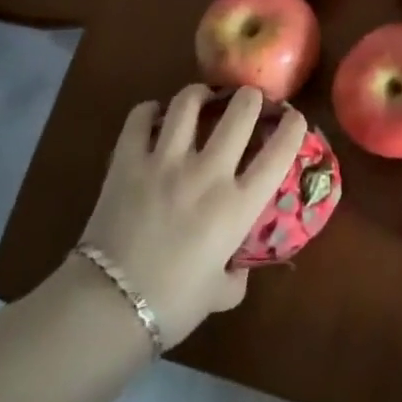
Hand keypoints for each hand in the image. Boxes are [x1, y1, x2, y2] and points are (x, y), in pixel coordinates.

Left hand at [76, 84, 307, 348]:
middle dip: (251, 97)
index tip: (294, 118)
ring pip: (189, 102)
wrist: (107, 307)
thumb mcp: (221, 294)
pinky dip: (149, 111)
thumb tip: (236, 266)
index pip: (280, 151)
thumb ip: (236, 275)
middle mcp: (208, 172)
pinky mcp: (127, 161)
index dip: (294, 127)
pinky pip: (140, 117)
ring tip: (202, 98)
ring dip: (201, 94)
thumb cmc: (172, 305)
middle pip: (241, 110)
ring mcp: (166, 161)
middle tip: (249, 100)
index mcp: (238, 205)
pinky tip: (154, 117)